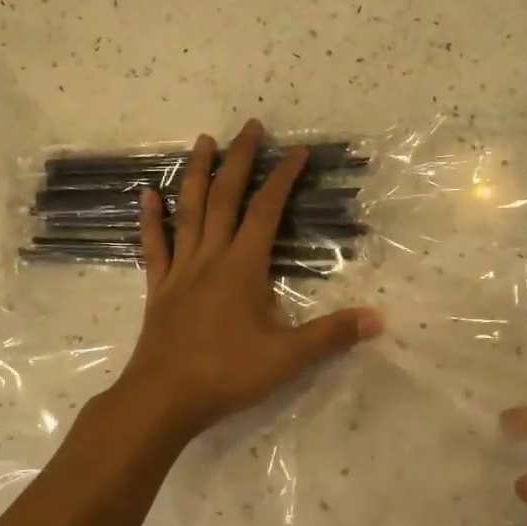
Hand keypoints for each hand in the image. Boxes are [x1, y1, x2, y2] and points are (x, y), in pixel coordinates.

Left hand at [115, 119, 381, 435]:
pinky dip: (151, 219)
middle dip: (240, 159)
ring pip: (188, 212)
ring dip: (197, 174)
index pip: (266, 211)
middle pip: (225, 198)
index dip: (283, 178)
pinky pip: (155, 246)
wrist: (162, 400)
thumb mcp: (287, 358)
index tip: (298, 151)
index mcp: (243, 268)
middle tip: (250, 126)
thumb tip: (378, 318)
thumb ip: (331, 335)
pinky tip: (147, 194)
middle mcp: (210, 258)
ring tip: (203, 141)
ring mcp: (180, 270)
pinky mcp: (158, 288)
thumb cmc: (226, 375)